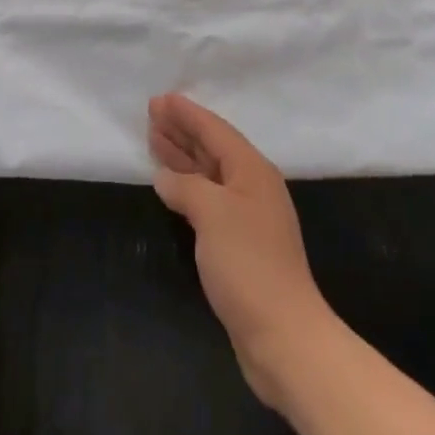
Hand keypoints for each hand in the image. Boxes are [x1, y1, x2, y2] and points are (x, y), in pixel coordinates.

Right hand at [149, 93, 335, 409]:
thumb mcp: (213, 214)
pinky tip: (170, 186)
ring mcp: (247, 216)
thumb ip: (186, 187)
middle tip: (151, 113)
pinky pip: (208, 199)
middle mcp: (251, 186)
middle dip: (182, 130)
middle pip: (212, 148)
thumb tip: (166, 178)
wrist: (283, 335)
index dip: (186, 113)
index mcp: (252, 170)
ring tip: (154, 139)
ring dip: (182, 155)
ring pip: (209, 173)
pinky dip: (187, 186)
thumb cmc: (248, 264)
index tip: (160, 99)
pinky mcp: (240, 244)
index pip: (214, 130)